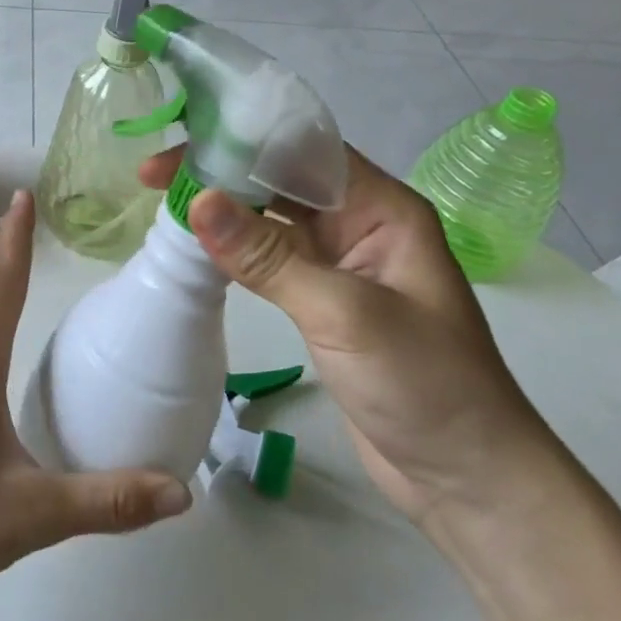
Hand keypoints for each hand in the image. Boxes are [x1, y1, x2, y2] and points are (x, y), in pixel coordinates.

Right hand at [140, 148, 556, 525]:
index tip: (180, 147)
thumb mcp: (344, 313)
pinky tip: (197, 247)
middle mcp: (360, 223)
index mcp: (382, 208)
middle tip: (153, 176)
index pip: (303, 150)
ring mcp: (340, 261)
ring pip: (271, 216)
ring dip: (223, 208)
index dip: (240, 140)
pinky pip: (270, 255)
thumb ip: (268, 257)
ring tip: (164, 203)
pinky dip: (233, 247)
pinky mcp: (321, 297)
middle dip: (221, 171)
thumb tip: (197, 200)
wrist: (467, 479)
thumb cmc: (425, 385)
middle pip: (281, 178)